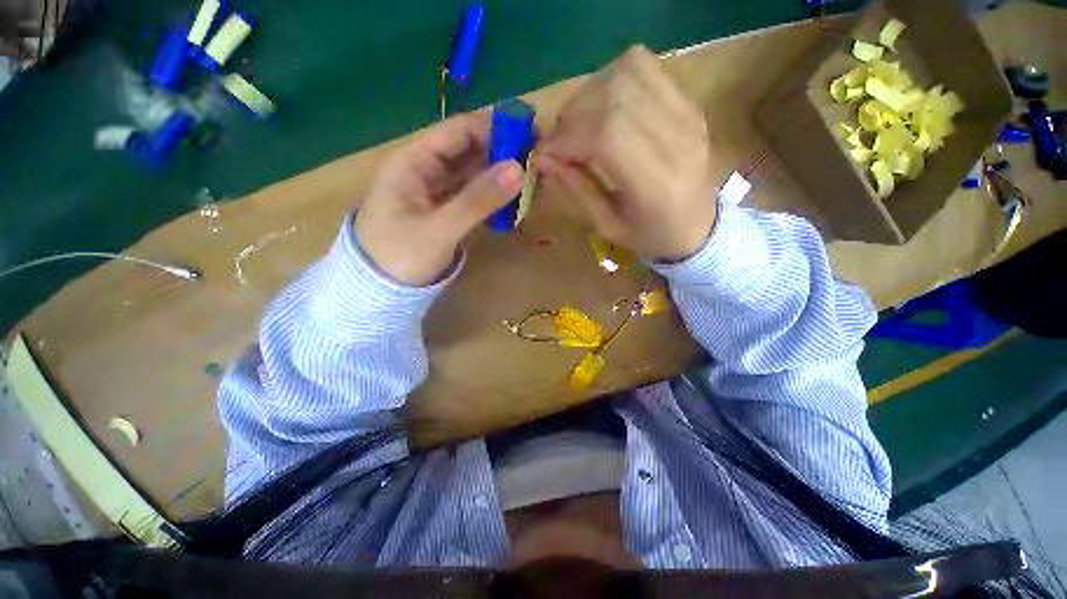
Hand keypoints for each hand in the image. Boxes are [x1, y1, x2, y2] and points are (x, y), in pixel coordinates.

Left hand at [355, 112, 523, 285]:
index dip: (495, 127)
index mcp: (415, 160)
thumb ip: (478, 200)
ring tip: (536, 177)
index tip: (531, 134)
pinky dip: (495, 195)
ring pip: (475, 172)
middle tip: (541, 160)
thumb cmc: (400, 255)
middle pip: (471, 149)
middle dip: (505, 151)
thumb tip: (519, 169)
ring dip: (503, 174)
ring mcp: (438, 190)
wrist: (380, 290)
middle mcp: (427, 168)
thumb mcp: (440, 228)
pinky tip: (516, 198)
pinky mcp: (447, 210)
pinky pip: (475, 194)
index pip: (459, 130)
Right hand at [535, 45, 716, 261]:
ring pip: (626, 72)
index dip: (566, 137)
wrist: (700, 226)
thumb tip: (541, 158)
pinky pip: (644, 66)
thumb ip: (576, 188)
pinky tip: (603, 106)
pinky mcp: (688, 100)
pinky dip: (612, 79)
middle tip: (558, 142)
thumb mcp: (607, 225)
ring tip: (578, 125)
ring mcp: (687, 112)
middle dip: (571, 116)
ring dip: (588, 95)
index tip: (543, 154)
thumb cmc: (650, 235)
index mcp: (657, 184)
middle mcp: (676, 138)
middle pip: (613, 97)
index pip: (606, 134)